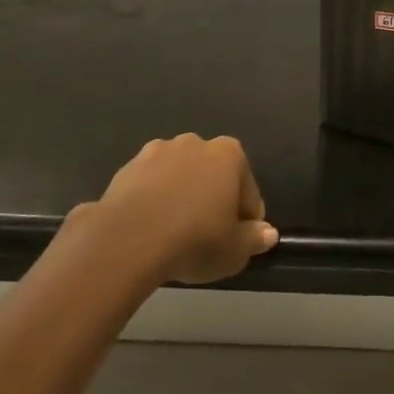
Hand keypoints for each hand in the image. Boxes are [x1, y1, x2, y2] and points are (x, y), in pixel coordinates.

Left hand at [81, 134, 277, 285]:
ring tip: (175, 233)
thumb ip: (255, 238)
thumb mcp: (235, 250)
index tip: (239, 240)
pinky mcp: (126, 168)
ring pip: (179, 177)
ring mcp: (156, 151)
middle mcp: (194, 143)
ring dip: (181, 196)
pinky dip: (153, 201)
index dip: (246, 218)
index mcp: (228, 154)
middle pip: (212, 175)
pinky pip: (149, 186)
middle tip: (208, 236)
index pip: (248, 189)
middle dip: (212, 199)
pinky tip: (150, 229)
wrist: (127, 240)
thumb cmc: (194, 240)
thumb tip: (267, 233)